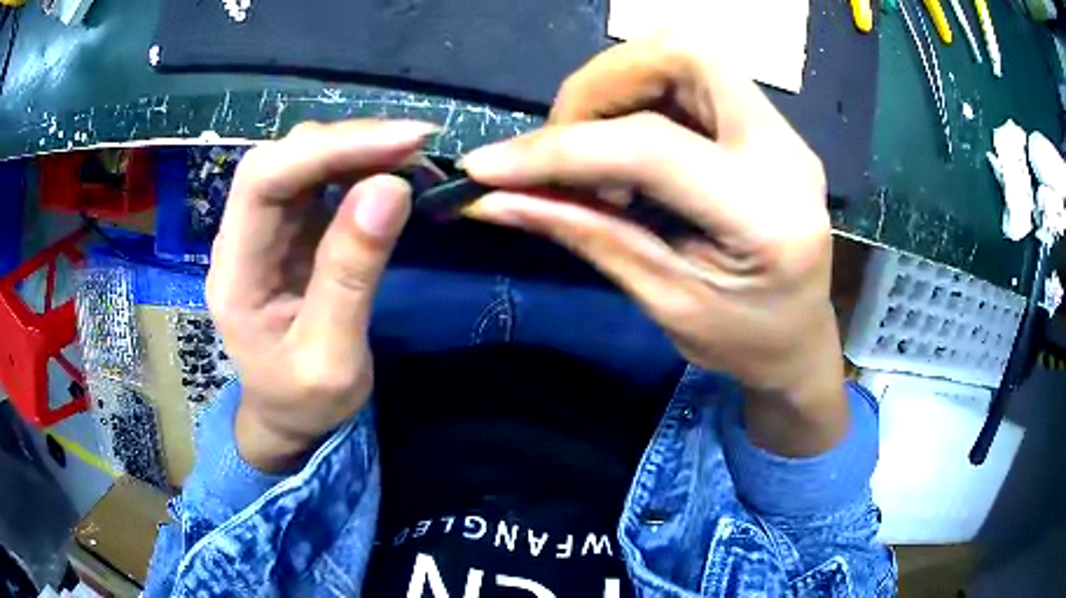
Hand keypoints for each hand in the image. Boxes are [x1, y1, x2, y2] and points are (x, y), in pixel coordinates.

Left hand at [207, 120, 435, 470]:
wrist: (288, 417)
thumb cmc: (304, 401)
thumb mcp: (332, 358)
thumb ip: (351, 275)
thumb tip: (390, 188)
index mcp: (235, 274)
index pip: (262, 181)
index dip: (327, 149)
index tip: (401, 143)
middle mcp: (240, 238)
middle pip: (280, 159)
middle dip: (347, 142)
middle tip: (416, 145)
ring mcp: (263, 230)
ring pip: (299, 161)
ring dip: (355, 149)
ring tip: (410, 156)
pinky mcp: (287, 231)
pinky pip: (318, 180)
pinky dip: (356, 166)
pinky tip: (388, 170)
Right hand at [461, 38, 846, 454]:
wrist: (801, 342)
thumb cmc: (742, 343)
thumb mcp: (662, 300)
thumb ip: (584, 234)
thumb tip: (493, 199)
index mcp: (764, 216)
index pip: (650, 147)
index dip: (559, 149)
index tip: (487, 167)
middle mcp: (783, 153)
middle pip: (684, 56)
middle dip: (603, 84)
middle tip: (565, 140)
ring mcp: (782, 133)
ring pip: (688, 56)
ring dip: (621, 85)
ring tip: (595, 146)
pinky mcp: (770, 128)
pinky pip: (697, 78)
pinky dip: (644, 94)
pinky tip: (629, 144)